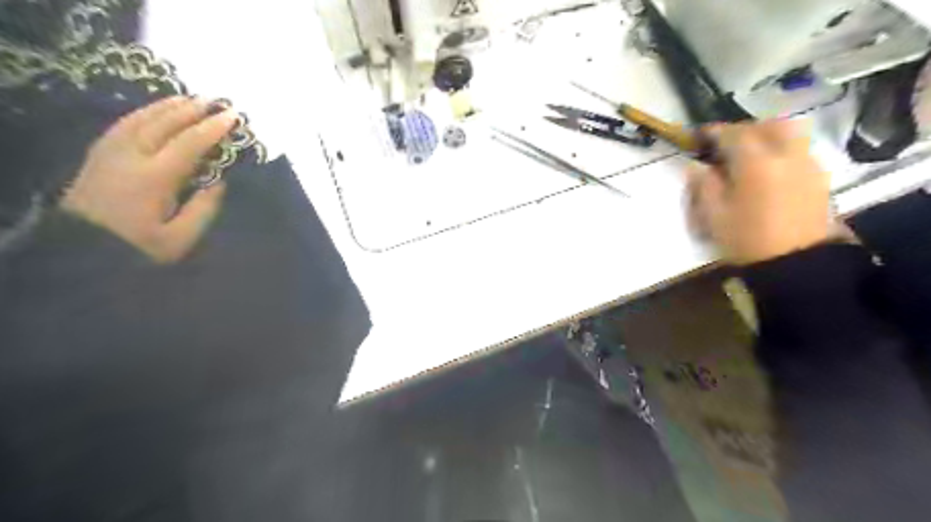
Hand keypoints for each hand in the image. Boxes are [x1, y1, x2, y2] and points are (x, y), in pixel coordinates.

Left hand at [60, 95, 237, 261]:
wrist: (82, 249)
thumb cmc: (139, 247)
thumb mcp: (180, 238)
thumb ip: (204, 209)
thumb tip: (220, 181)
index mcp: (154, 178)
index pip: (188, 143)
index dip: (213, 128)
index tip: (233, 117)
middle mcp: (131, 156)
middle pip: (165, 123)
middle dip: (193, 110)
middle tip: (217, 101)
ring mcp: (111, 151)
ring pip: (142, 118)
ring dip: (169, 106)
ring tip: (191, 98)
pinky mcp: (100, 153)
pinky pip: (124, 123)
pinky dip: (145, 111)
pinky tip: (157, 109)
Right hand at [686, 118, 832, 265]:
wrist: (795, 262)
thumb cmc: (747, 239)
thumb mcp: (714, 215)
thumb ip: (703, 185)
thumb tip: (695, 165)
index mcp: (755, 164)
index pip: (733, 134)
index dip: (714, 132)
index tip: (699, 136)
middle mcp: (785, 155)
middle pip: (768, 125)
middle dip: (745, 129)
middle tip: (726, 143)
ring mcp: (807, 164)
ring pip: (789, 134)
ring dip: (766, 136)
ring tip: (749, 154)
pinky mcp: (819, 178)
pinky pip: (799, 150)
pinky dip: (781, 150)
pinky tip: (768, 170)